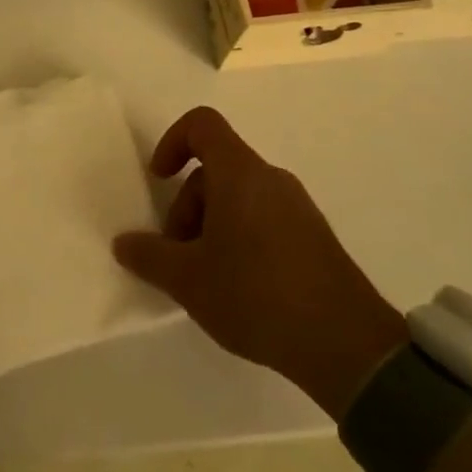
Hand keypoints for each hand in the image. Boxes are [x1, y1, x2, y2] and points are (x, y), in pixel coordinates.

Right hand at [112, 106, 405, 420]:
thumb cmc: (257, 295)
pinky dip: (240, 239)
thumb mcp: (188, 280)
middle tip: (179, 255)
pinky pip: (264, 218)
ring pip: (239, 197)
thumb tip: (123, 243)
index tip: (159, 179)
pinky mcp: (314, 237)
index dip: (172, 142)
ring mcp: (298, 207)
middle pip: (215, 169)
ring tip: (206, 278)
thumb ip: (149, 256)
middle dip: (187, 206)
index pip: (202, 125)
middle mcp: (271, 179)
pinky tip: (239, 288)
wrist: (348, 346)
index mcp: (240, 173)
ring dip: (211, 226)